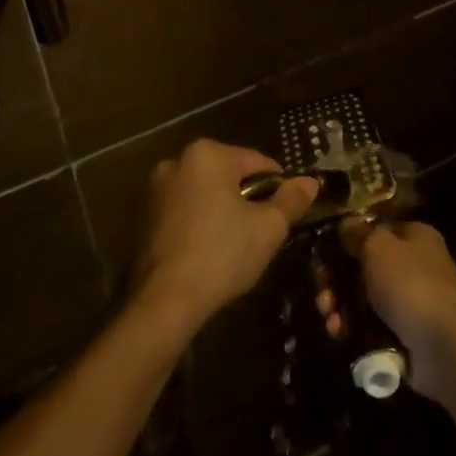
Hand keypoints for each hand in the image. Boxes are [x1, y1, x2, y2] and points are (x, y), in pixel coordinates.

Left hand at [133, 140, 316, 330]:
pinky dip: (201, 221)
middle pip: (229, 175)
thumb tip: (310, 181)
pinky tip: (210, 250)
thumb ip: (292, 200)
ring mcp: (156, 188)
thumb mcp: (268, 227)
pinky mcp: (144, 214)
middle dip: (249, 198)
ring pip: (206, 192)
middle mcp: (177, 161)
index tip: (287, 213)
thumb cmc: (221, 255)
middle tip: (263, 231)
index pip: (258, 163)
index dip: (279, 187)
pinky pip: (186, 209)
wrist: (165, 301)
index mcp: (207, 154)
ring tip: (237, 244)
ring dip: (224, 210)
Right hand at [326, 220, 455, 403]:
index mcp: (415, 237)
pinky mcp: (405, 334)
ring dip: (340, 306)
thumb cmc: (409, 284)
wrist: (442, 346)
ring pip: (364, 298)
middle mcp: (416, 265)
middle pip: (364, 266)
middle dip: (337, 280)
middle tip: (321, 292)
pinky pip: (370, 326)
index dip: (348, 240)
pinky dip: (352, 328)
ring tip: (329, 318)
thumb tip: (345, 225)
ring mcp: (411, 302)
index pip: (376, 230)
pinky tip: (339, 333)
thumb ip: (357, 233)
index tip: (323, 254)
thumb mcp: (378, 246)